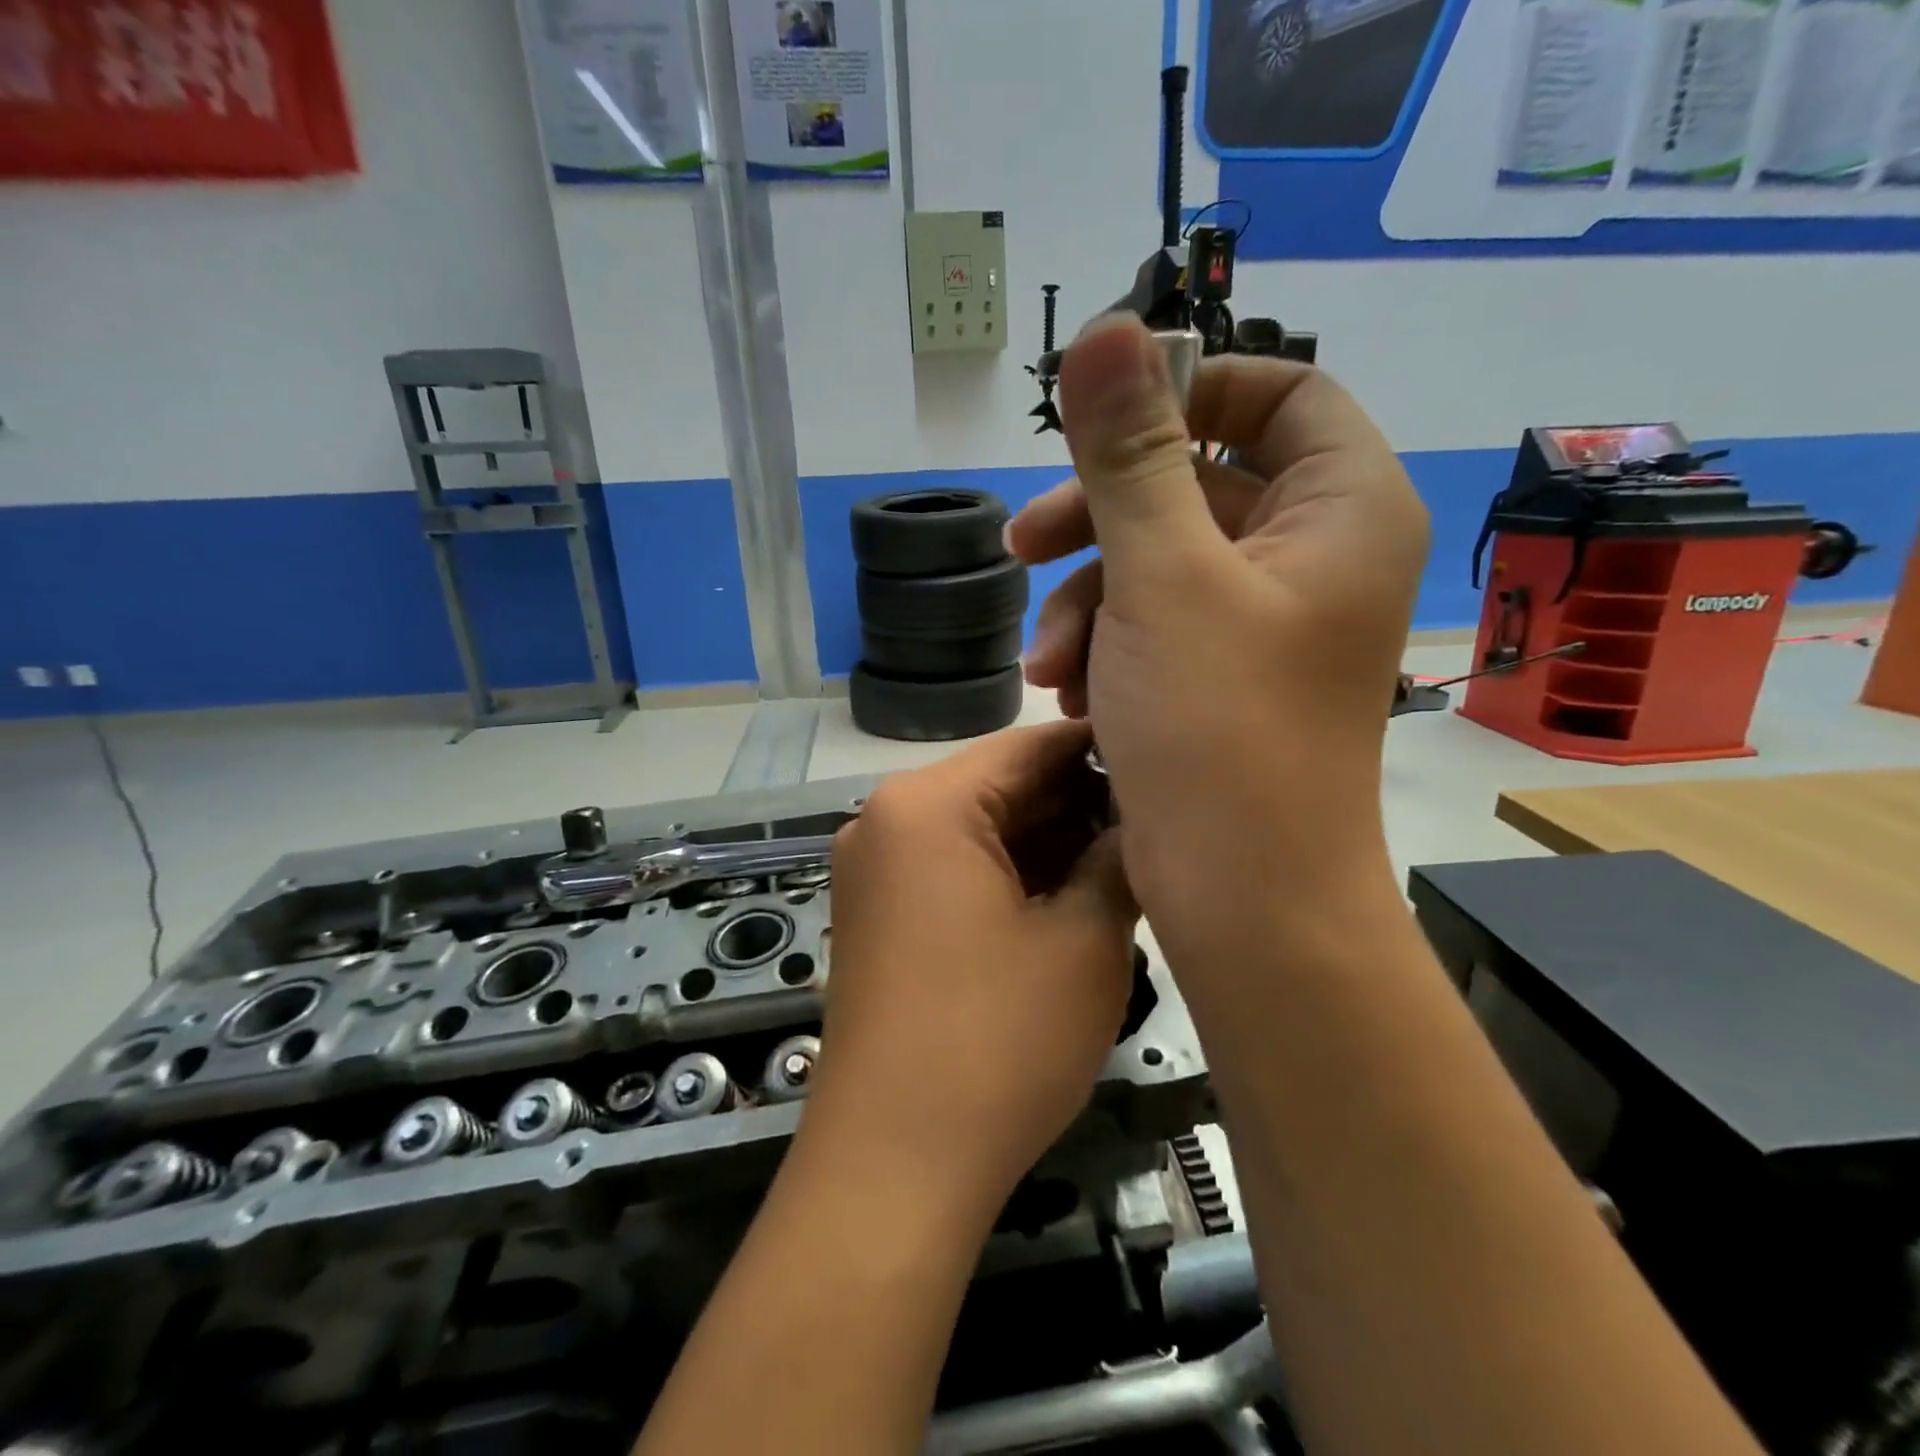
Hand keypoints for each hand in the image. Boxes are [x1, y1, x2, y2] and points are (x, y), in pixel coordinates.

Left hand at [801, 720, 1136, 1225]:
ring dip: (1049, 842)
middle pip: (1002, 786)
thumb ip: (1120, 859)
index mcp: (927, 804)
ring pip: (980, 829)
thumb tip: (1141, 820)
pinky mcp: (880, 912)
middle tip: (1156, 823)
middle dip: (1079, 803)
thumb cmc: (997, 1043)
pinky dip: (1010, 875)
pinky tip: (1068, 896)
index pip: (1032, 746)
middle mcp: (887, 819)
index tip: (1167, 763)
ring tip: (1125, 861)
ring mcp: (876, 868)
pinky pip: (954, 867)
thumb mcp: (1083, 942)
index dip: (1105, 750)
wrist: (894, 1165)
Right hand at [1008, 313, 1428, 937]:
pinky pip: (1155, 626)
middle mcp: (1313, 557)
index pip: (1279, 394)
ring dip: (1086, 603)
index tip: (1103, 426)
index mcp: (1340, 509)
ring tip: (1046, 668)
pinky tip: (1068, 697)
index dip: (1189, 393)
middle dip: (1099, 519)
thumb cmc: (1218, 727)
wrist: (1243, 894)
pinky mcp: (1222, 677)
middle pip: (1196, 485)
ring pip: (1159, 564)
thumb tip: (1108, 331)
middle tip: (1022, 548)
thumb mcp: (1161, 577)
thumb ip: (1129, 454)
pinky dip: (1105, 649)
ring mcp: (1266, 623)